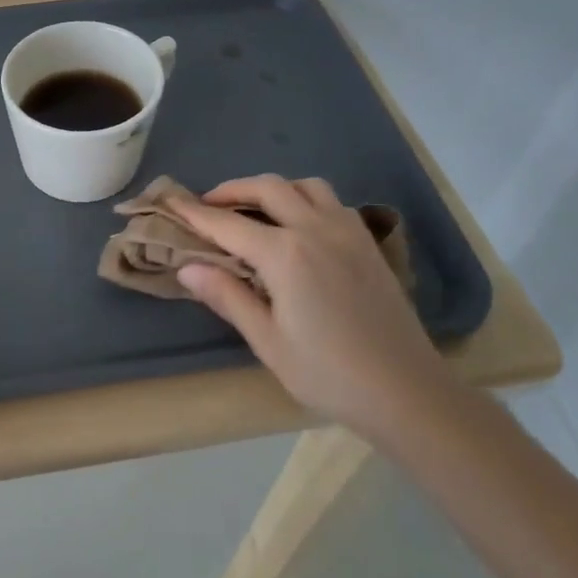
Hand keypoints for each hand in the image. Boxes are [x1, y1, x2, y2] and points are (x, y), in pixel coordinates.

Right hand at [169, 175, 451, 434]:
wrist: (408, 392)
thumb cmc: (329, 374)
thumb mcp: (268, 341)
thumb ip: (227, 297)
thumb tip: (187, 268)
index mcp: (285, 255)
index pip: (227, 224)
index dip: (194, 212)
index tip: (169, 201)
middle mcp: (316, 229)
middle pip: (267, 188)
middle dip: (231, 190)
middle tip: (208, 205)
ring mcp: (348, 232)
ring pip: (305, 186)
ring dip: (273, 188)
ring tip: (254, 210)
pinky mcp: (368, 244)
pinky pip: (331, 202)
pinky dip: (304, 199)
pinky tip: (298, 226)